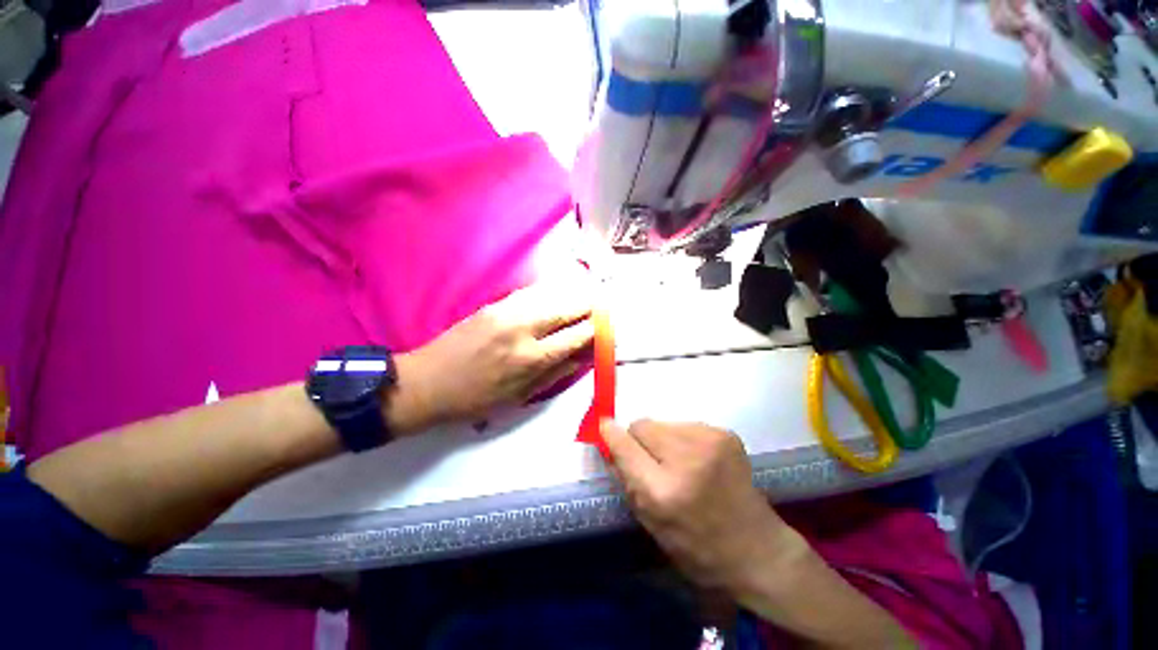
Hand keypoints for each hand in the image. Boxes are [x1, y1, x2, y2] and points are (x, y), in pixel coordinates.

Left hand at [394, 281, 594, 431]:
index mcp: (532, 358)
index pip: (577, 335)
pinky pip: (531, 293)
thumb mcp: (520, 396)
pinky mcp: (494, 304)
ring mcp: (507, 311)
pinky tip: (556, 296)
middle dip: (589, 304)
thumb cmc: (476, 398)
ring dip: (571, 295)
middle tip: (602, 305)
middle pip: (567, 307)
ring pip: (551, 294)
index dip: (597, 328)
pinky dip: (549, 293)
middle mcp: (524, 329)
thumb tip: (584, 357)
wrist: (428, 382)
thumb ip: (556, 373)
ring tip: (584, 298)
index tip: (608, 325)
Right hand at [601, 420, 805, 592]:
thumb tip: (611, 443)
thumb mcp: (651, 524)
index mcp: (664, 492)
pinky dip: (683, 439)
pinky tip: (699, 462)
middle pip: (642, 425)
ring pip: (663, 423)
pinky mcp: (725, 433)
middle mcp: (687, 459)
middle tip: (653, 462)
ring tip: (680, 465)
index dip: (611, 435)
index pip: (625, 446)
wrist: (758, 551)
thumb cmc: (698, 548)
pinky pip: (685, 425)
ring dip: (662, 439)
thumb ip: (627, 480)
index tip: (604, 426)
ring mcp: (710, 441)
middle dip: (640, 440)